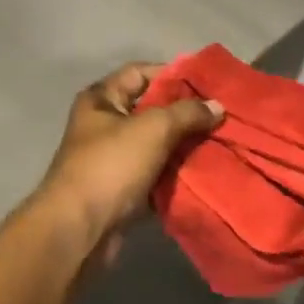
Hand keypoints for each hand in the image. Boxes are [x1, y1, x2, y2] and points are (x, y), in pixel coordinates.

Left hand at [35, 62, 222, 249]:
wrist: (79, 230)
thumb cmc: (111, 166)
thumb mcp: (153, 129)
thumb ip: (187, 112)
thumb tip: (217, 106)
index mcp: (102, 99)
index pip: (141, 73)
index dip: (173, 74)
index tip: (209, 83)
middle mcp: (105, 124)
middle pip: (152, 109)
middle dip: (186, 113)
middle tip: (223, 115)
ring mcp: (114, 159)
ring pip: (157, 144)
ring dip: (185, 144)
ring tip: (222, 141)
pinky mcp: (124, 190)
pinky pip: (157, 174)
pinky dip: (178, 173)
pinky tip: (207, 170)